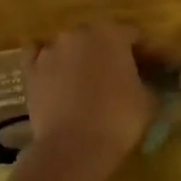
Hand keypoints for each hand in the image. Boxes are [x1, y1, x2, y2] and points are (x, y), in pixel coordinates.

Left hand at [22, 24, 157, 180]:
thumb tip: (145, 81)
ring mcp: (52, 49)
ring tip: (85, 82)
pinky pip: (38, 56)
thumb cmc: (118, 120)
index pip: (133, 35)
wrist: (73, 147)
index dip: (143, 52)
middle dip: (108, 52)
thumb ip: (148, 82)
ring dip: (78, 58)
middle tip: (117, 75)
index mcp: (111, 34)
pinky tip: (52, 74)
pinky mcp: (31, 69)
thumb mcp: (149, 101)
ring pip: (69, 46)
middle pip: (98, 37)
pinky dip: (46, 62)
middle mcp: (79, 33)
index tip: (149, 68)